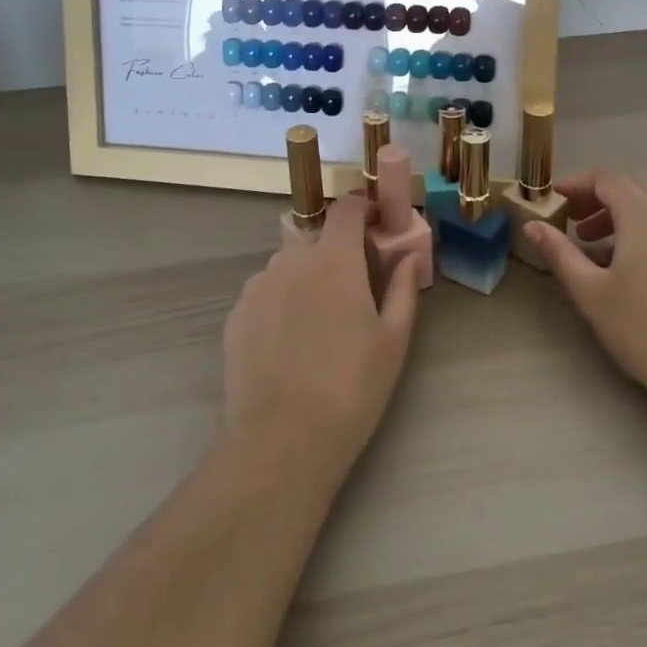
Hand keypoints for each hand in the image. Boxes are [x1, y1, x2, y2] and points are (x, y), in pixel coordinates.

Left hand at [223, 195, 418, 479]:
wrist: (282, 439)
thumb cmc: (351, 387)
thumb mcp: (393, 340)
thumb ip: (404, 288)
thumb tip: (410, 256)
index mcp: (334, 260)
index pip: (347, 209)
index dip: (363, 207)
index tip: (376, 222)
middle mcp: (291, 260)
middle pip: (316, 238)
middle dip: (335, 251)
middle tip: (351, 289)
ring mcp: (258, 287)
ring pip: (287, 266)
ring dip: (305, 277)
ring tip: (316, 323)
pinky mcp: (236, 315)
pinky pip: (264, 293)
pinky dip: (279, 303)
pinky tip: (288, 343)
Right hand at [522, 170, 646, 406]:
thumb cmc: (645, 326)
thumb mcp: (590, 291)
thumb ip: (560, 253)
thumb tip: (533, 225)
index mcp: (642, 214)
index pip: (606, 177)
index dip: (576, 183)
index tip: (554, 201)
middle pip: (629, 190)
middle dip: (595, 200)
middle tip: (571, 223)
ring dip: (617, 219)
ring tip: (593, 248)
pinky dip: (638, 235)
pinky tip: (625, 271)